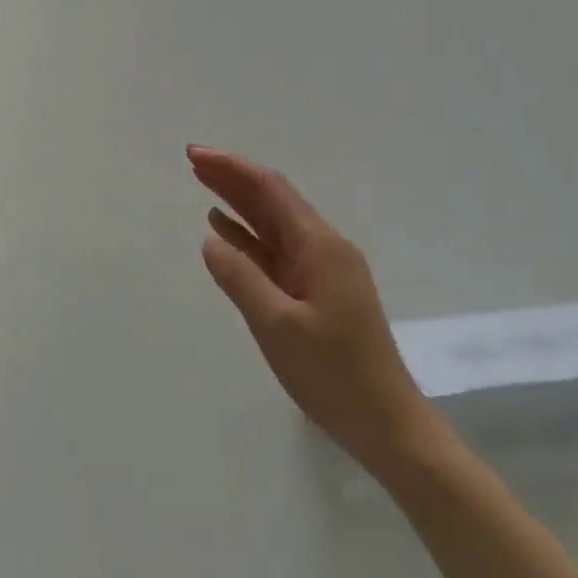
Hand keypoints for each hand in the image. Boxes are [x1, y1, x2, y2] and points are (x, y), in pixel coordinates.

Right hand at [188, 145, 438, 475]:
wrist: (385, 423)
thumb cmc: (333, 374)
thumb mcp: (277, 326)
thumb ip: (241, 279)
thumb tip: (209, 241)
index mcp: (319, 247)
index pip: (271, 191)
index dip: (233, 168)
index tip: (196, 154)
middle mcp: (322, 249)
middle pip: (272, 201)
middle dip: (233, 178)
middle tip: (192, 160)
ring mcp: (320, 271)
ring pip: (272, 224)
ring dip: (238, 203)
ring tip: (201, 183)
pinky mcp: (315, 292)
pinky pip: (275, 252)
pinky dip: (247, 237)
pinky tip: (223, 230)